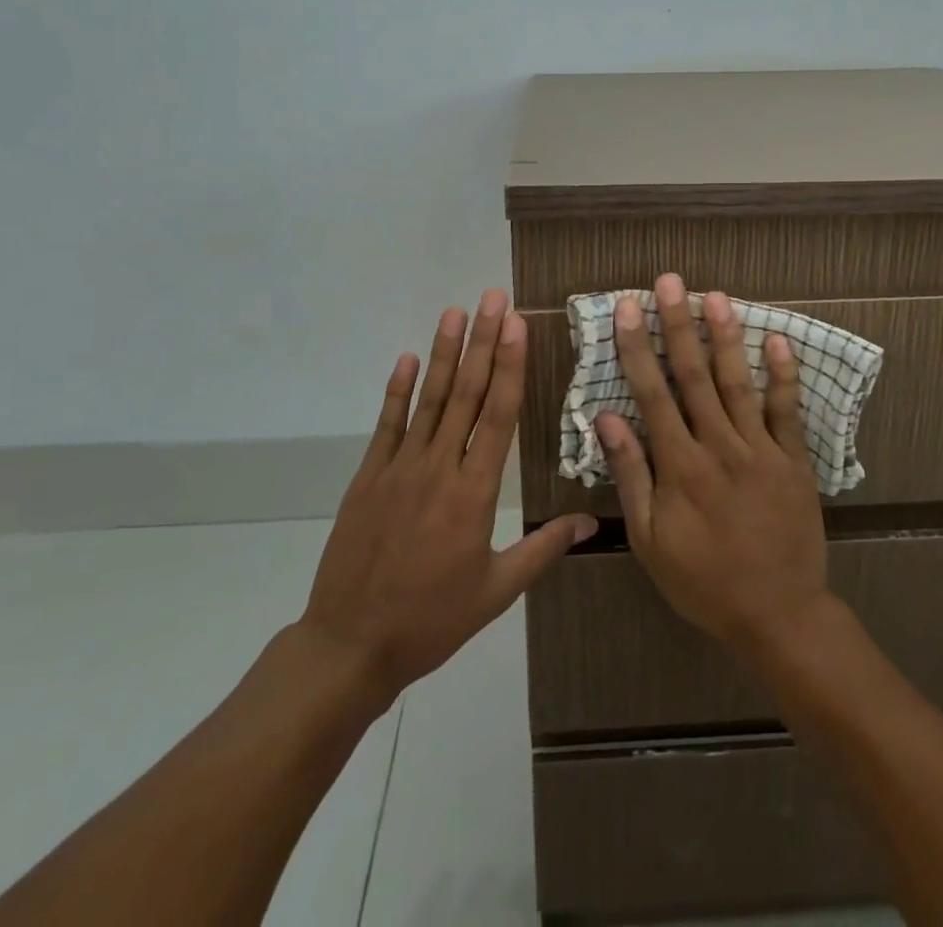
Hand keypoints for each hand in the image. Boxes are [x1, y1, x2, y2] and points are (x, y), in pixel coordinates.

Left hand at [298, 290, 596, 701]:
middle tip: (494, 298)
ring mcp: (400, 468)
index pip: (499, 416)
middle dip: (484, 342)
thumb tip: (590, 523)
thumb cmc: (432, 620)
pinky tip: (407, 358)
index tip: (518, 326)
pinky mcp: (369, 476)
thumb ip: (542, 550)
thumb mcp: (496, 591)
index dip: (511, 366)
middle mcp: (439, 468)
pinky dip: (397, 390)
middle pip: (467, 394)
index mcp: (474, 493)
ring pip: (429, 399)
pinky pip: (387, 425)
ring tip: (456, 312)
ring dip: (444, 353)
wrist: (351, 644)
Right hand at [597, 274, 831, 656]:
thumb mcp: (650, 540)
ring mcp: (761, 450)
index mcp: (680, 465)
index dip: (637, 347)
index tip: (629, 308)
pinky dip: (783, 375)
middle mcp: (719, 446)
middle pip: (694, 375)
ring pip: (738, 383)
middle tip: (671, 283)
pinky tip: (778, 340)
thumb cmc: (703, 581)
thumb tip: (607, 417)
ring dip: (726, 337)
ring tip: (716, 296)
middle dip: (679, 325)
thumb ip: (630, 475)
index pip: (652, 393)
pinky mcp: (794, 461)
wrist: (778, 615)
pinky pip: (787, 411)